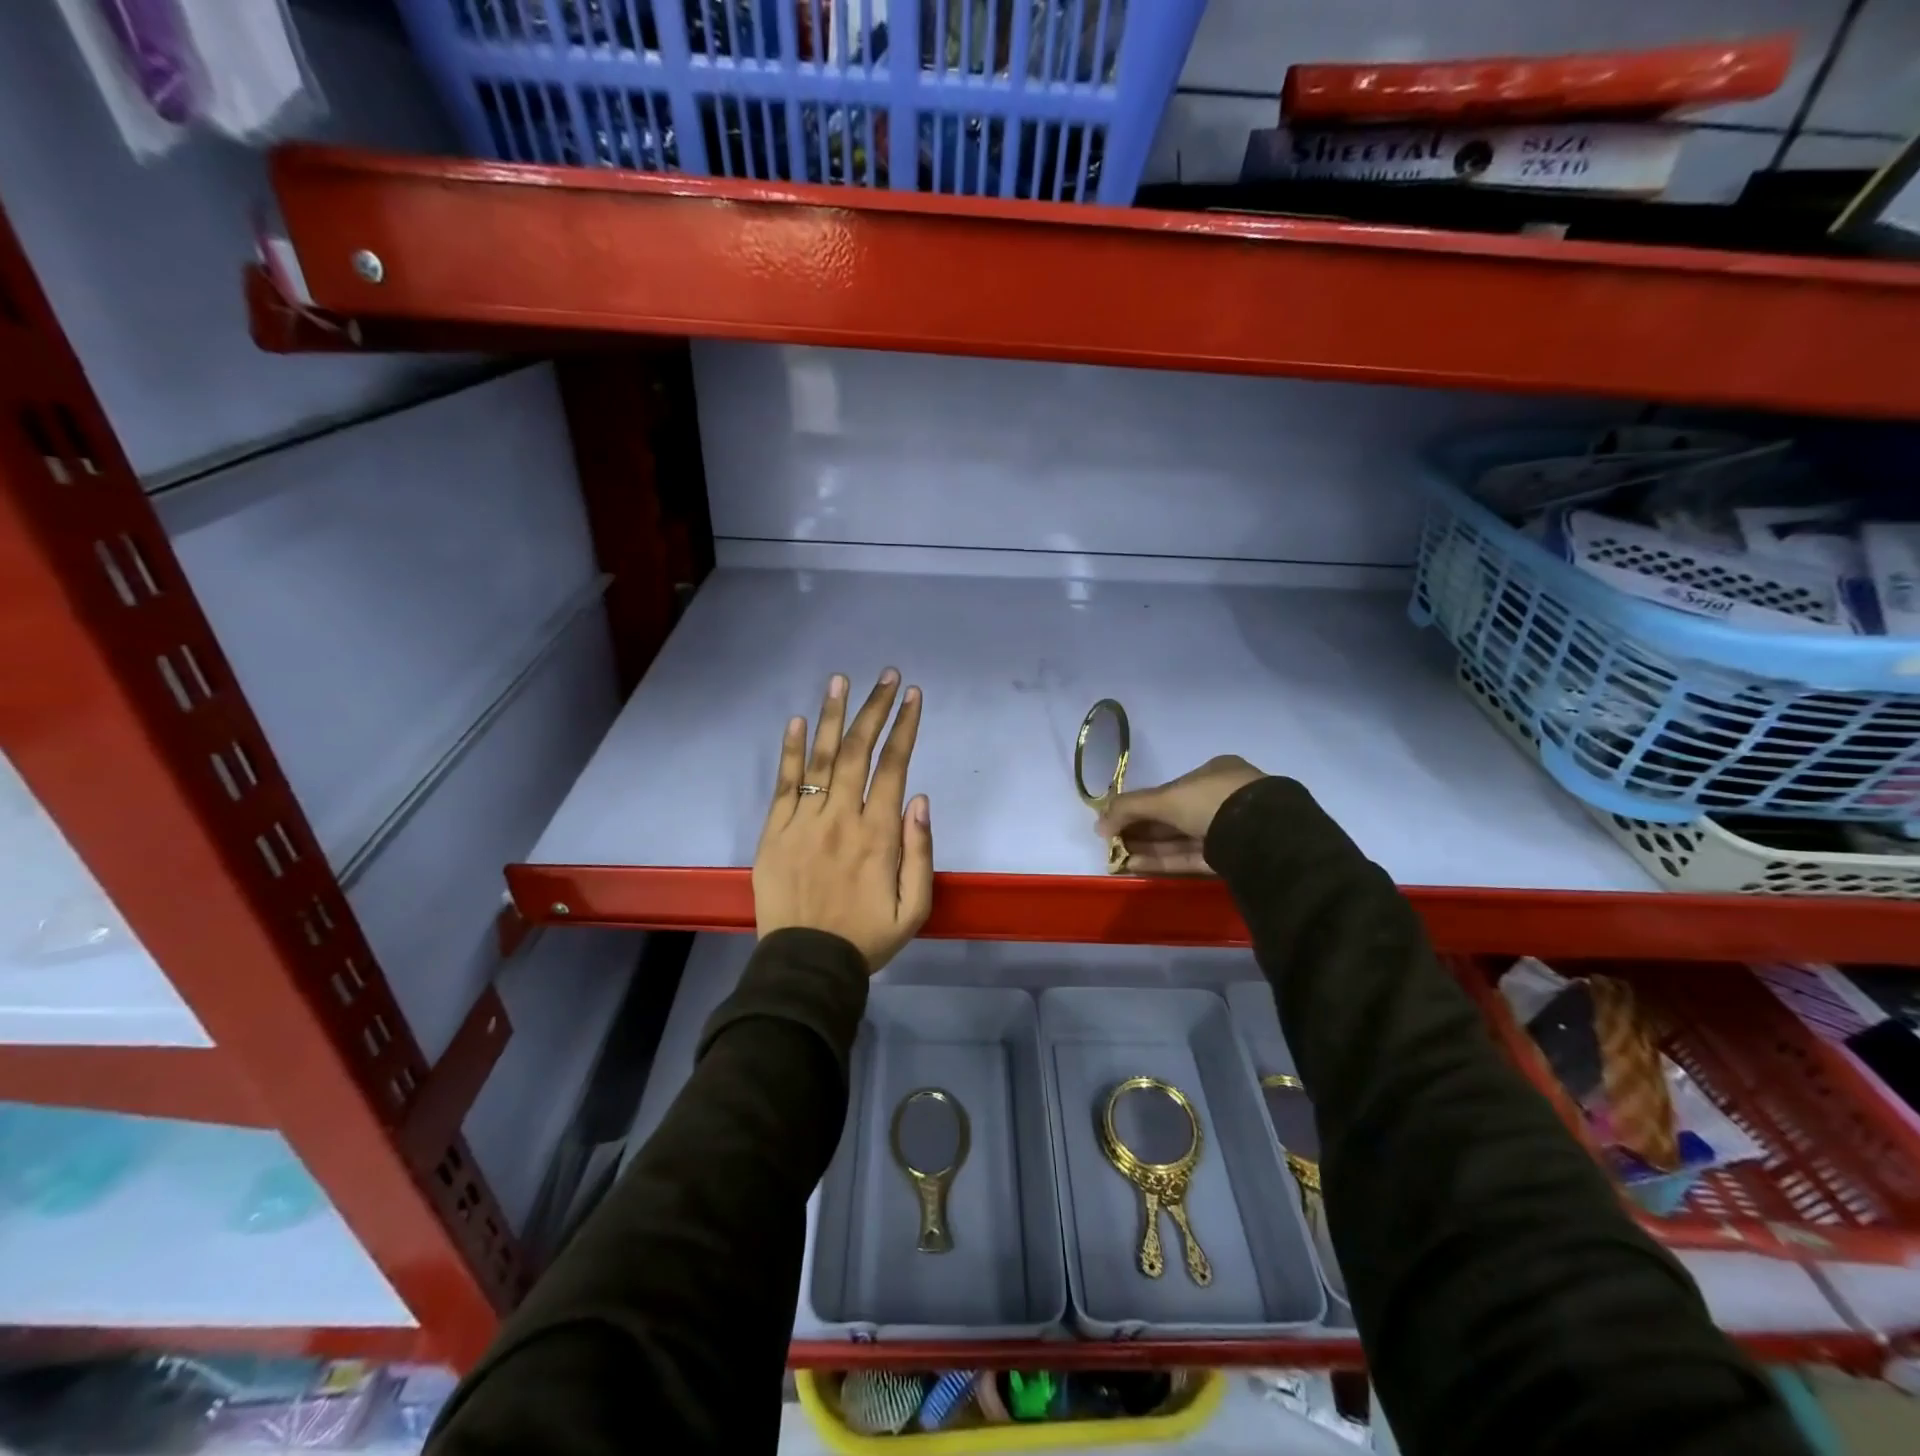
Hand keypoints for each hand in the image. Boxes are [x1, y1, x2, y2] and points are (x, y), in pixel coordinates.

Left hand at [754, 670, 932, 972]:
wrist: (806, 964)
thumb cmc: (866, 937)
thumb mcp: (914, 907)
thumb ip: (920, 851)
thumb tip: (919, 799)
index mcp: (877, 834)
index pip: (893, 767)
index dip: (904, 727)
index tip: (912, 696)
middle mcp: (840, 817)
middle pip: (859, 751)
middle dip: (875, 709)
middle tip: (886, 675)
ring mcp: (803, 821)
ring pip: (821, 758)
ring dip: (833, 716)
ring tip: (840, 680)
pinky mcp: (774, 832)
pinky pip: (784, 783)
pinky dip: (790, 751)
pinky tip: (796, 721)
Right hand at [1095, 755, 1265, 874]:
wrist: (1263, 835)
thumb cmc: (1211, 801)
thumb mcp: (1165, 798)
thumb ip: (1129, 808)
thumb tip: (1097, 824)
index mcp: (1214, 774)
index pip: (1170, 790)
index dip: (1141, 805)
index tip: (1117, 820)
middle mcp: (1224, 798)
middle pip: (1174, 816)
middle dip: (1142, 829)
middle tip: (1113, 842)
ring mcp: (1232, 829)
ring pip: (1182, 838)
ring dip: (1149, 847)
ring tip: (1119, 857)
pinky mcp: (1234, 858)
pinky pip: (1193, 857)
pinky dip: (1165, 861)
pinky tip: (1137, 865)